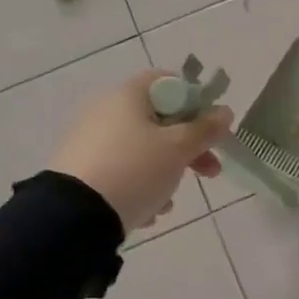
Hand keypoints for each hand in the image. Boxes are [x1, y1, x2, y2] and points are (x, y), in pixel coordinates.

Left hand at [50, 70, 232, 230]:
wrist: (73, 216)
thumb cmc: (135, 169)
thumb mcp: (179, 149)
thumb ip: (206, 129)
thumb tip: (225, 112)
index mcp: (127, 95)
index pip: (168, 82)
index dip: (195, 101)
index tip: (211, 127)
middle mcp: (105, 111)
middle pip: (160, 120)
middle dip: (190, 147)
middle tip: (210, 171)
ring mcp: (90, 141)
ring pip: (143, 150)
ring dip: (166, 172)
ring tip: (169, 201)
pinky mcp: (81, 170)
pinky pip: (122, 171)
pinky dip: (140, 186)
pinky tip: (148, 211)